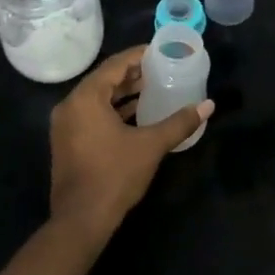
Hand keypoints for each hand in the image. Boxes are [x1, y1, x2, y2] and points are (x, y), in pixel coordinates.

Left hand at [48, 46, 213, 247]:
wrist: (80, 222)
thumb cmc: (114, 176)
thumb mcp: (151, 145)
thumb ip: (179, 123)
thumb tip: (208, 106)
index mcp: (85, 98)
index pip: (115, 65)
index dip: (139, 56)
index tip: (161, 52)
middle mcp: (70, 105)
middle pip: (105, 79)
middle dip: (133, 74)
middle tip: (161, 69)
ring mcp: (66, 125)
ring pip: (98, 98)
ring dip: (124, 92)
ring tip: (153, 88)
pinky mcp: (68, 142)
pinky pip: (92, 114)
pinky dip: (113, 109)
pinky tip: (137, 114)